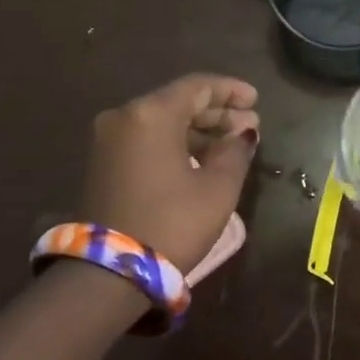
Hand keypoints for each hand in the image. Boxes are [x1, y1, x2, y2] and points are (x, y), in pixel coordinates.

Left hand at [82, 75, 259, 270]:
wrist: (110, 272)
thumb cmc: (173, 223)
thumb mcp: (218, 188)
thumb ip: (235, 151)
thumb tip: (243, 133)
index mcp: (151, 114)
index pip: (197, 87)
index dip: (230, 90)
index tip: (256, 100)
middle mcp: (124, 118)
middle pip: (177, 103)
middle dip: (217, 112)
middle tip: (251, 125)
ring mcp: (108, 141)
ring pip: (162, 123)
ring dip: (198, 130)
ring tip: (232, 145)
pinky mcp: (103, 164)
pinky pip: (147, 140)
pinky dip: (176, 143)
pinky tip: (203, 158)